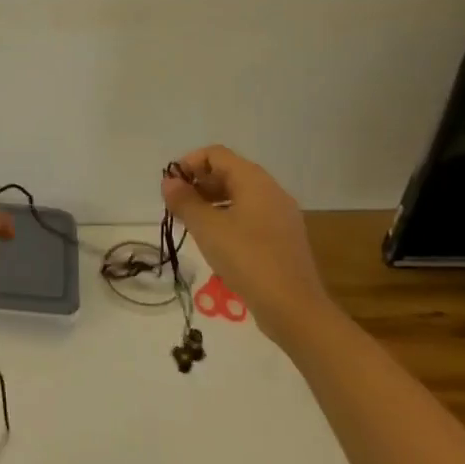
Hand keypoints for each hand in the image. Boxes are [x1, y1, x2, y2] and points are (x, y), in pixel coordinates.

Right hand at [161, 146, 333, 348]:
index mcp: (255, 181)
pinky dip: (228, 218)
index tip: (171, 186)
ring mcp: (281, 215)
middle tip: (177, 206)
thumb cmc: (247, 259)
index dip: (190, 163)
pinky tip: (216, 241)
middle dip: (199, 183)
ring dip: (212, 202)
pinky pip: (251, 215)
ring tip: (192, 224)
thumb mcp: (207, 228)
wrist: (294, 309)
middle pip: (229, 172)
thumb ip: (184, 201)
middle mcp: (271, 191)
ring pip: (240, 195)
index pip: (216, 154)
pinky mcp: (283, 238)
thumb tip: (169, 182)